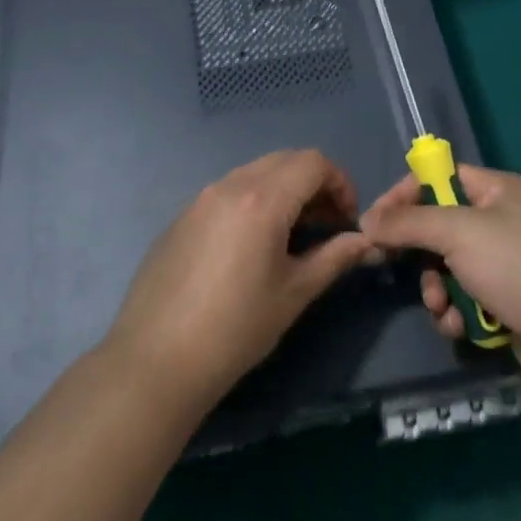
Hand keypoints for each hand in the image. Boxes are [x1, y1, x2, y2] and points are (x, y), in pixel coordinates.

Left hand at [104, 149, 377, 413]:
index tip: (348, 219)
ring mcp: (201, 197)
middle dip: (314, 183)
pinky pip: (228, 191)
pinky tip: (252, 246)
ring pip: (256, 172)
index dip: (340, 182)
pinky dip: (254, 201)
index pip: (313, 162)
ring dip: (284, 190)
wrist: (155, 360)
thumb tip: (364, 242)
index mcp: (262, 199)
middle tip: (328, 224)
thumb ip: (333, 258)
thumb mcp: (294, 293)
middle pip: (285, 160)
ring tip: (293, 235)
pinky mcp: (182, 216)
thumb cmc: (235, 329)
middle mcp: (230, 184)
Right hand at [361, 165, 520, 404]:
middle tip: (392, 265)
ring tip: (440, 306)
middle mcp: (500, 220)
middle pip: (438, 225)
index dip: (404, 195)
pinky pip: (464, 297)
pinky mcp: (506, 302)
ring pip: (446, 266)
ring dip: (435, 288)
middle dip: (418, 251)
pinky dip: (455, 311)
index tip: (374, 221)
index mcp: (495, 190)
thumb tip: (367, 220)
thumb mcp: (457, 233)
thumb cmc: (519, 269)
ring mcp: (504, 263)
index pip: (437, 177)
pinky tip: (457, 326)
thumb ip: (408, 222)